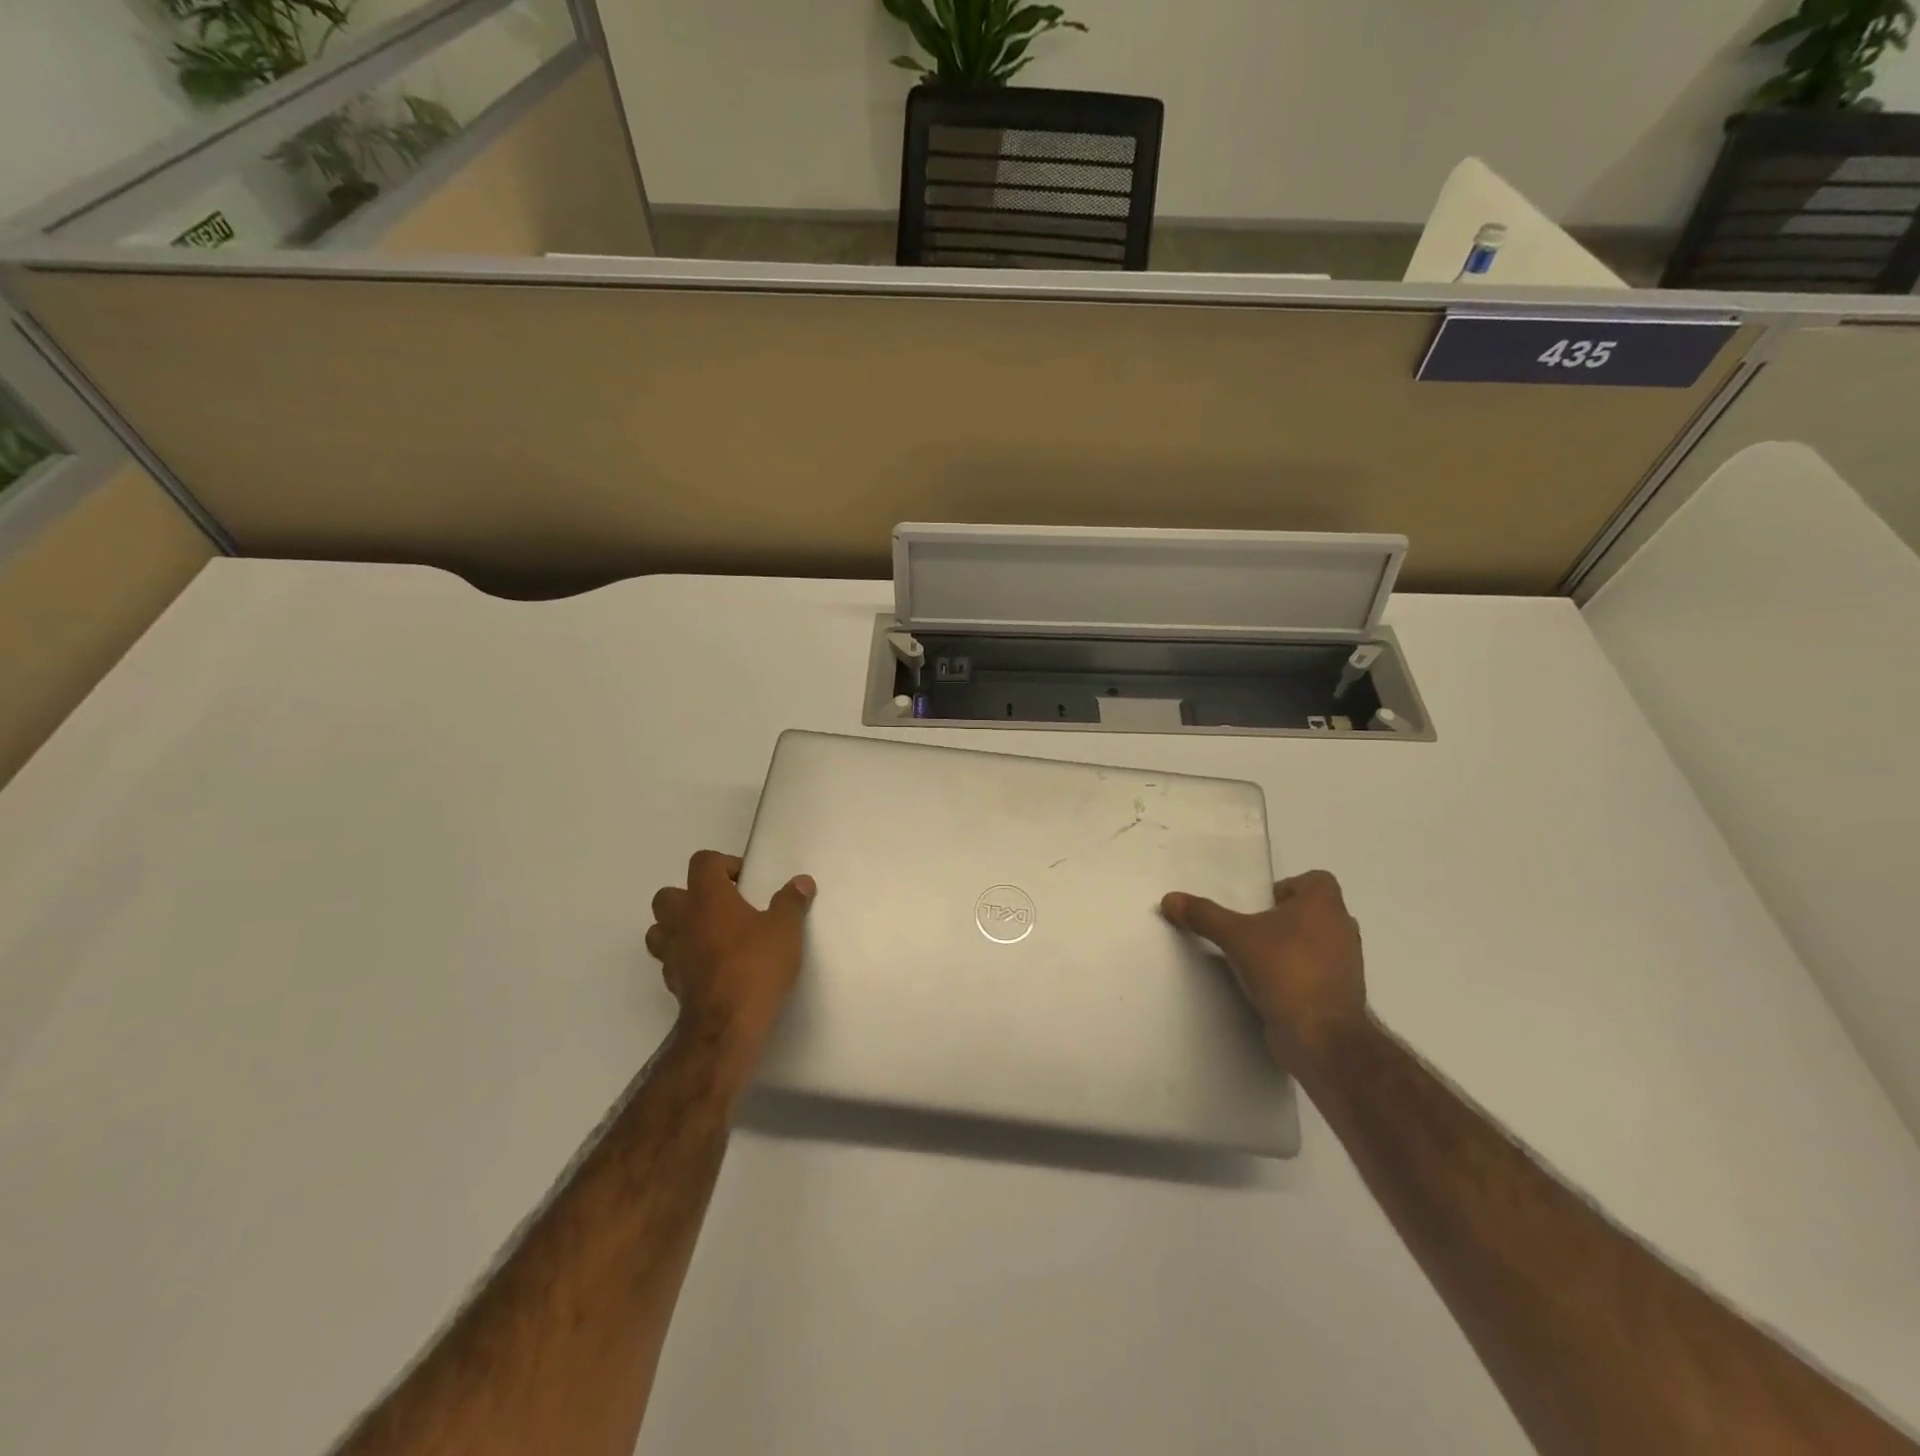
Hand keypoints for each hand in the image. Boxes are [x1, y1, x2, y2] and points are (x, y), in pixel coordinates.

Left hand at [646, 850, 815, 1054]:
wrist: (727, 1025)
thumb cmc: (756, 966)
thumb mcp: (785, 929)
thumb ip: (791, 902)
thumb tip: (801, 881)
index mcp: (707, 897)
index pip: (703, 862)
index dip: (723, 864)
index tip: (746, 881)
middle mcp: (682, 919)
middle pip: (669, 894)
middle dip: (692, 895)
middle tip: (723, 907)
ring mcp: (672, 953)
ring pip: (660, 928)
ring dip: (679, 927)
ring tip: (710, 935)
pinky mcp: (672, 982)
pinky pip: (671, 959)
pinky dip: (685, 957)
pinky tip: (710, 966)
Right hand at [1161, 870, 1366, 1069]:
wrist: (1322, 1036)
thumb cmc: (1285, 970)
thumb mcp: (1235, 936)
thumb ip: (1203, 915)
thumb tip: (1169, 899)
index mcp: (1324, 905)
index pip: (1317, 880)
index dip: (1291, 887)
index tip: (1263, 904)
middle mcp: (1343, 928)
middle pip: (1316, 911)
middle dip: (1287, 918)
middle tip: (1254, 929)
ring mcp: (1348, 964)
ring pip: (1319, 942)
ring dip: (1294, 946)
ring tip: (1259, 958)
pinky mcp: (1342, 994)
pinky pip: (1319, 972)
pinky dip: (1300, 973)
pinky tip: (1271, 986)